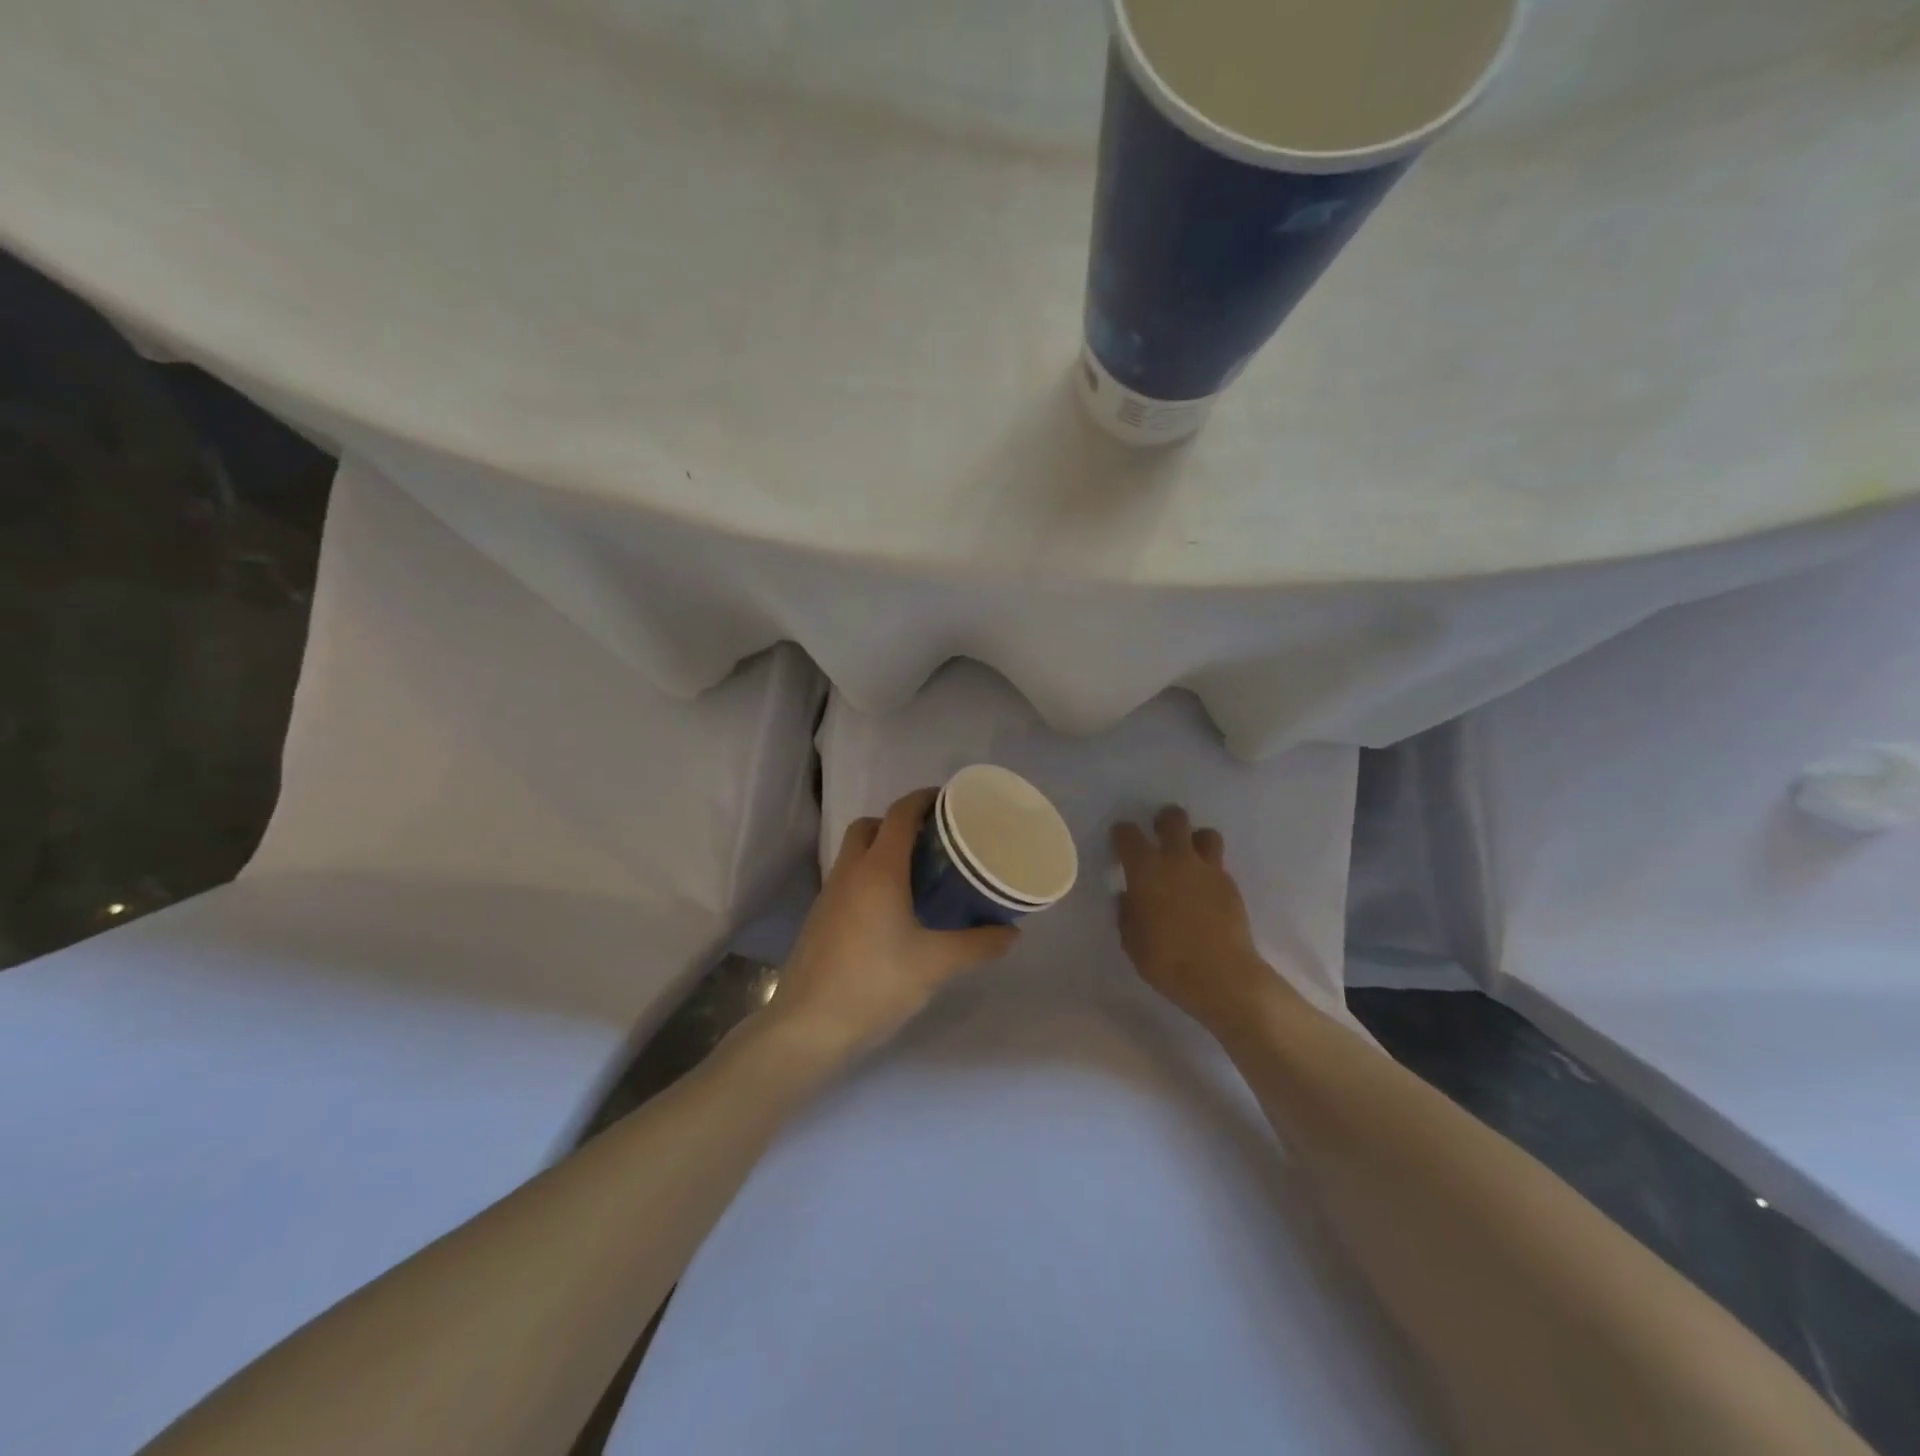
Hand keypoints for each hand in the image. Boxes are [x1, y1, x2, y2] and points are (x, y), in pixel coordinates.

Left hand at [771, 789, 1019, 1056]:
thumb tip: (1012, 932)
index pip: (900, 814)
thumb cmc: (875, 984)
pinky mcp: (819, 919)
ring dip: (882, 850)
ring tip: (918, 876)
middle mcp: (850, 872)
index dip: (923, 799)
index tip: (949, 801)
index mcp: (879, 870)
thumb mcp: (936, 965)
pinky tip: (892, 911)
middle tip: (934, 842)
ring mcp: (829, 895)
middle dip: (899, 823)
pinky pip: (847, 880)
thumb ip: (978, 945)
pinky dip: (869, 877)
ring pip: (855, 853)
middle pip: (870, 826)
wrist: (808, 1026)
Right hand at [1111, 806, 1285, 1032]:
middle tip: (1159, 833)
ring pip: (1206, 834)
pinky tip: (1204, 890)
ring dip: (1195, 839)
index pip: (1128, 834)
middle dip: (1164, 820)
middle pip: (1174, 819)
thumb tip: (1129, 897)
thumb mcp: (1131, 940)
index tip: (1120, 840)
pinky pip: (1218, 865)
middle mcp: (1177, 859)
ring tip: (1189, 856)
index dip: (1122, 833)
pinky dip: (1209, 870)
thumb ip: (1127, 912)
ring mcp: (1208, 870)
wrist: (1221, 975)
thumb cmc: (1165, 959)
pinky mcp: (1231, 886)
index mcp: (1145, 869)